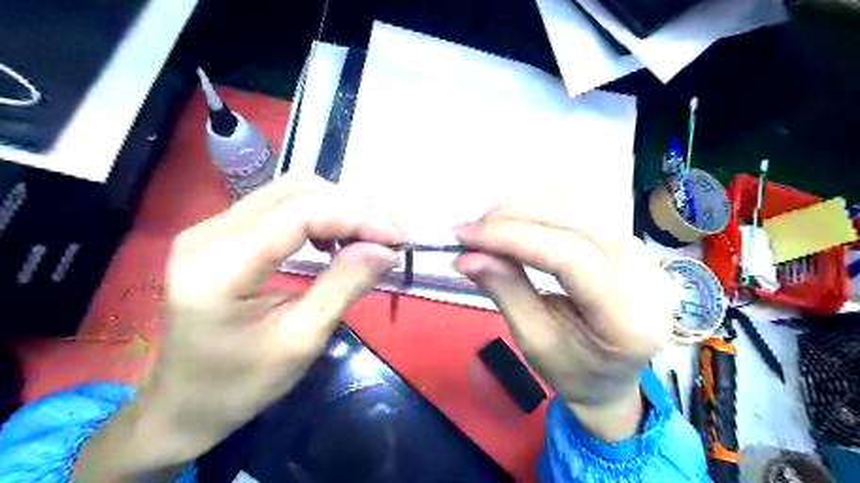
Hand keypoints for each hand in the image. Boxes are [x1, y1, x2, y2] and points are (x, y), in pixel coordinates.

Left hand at [75, 176, 406, 480]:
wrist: (184, 402)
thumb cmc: (241, 384)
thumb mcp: (302, 340)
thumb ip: (345, 286)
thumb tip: (387, 249)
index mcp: (219, 267)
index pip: (299, 214)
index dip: (357, 218)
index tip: (399, 237)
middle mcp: (209, 232)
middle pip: (296, 191)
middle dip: (353, 208)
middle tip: (392, 236)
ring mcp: (211, 227)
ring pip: (291, 191)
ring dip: (340, 207)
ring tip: (373, 236)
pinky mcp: (222, 231)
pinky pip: (281, 205)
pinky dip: (321, 214)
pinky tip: (338, 239)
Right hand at [456, 200, 679, 441]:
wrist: (610, 379)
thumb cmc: (573, 372)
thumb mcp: (533, 341)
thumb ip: (505, 292)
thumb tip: (466, 257)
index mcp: (628, 318)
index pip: (568, 257)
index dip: (511, 238)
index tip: (464, 236)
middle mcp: (645, 277)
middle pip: (573, 224)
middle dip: (512, 220)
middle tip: (469, 232)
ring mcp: (644, 256)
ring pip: (575, 211)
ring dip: (523, 213)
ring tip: (485, 229)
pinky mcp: (630, 245)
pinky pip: (580, 215)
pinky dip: (539, 215)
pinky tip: (513, 226)